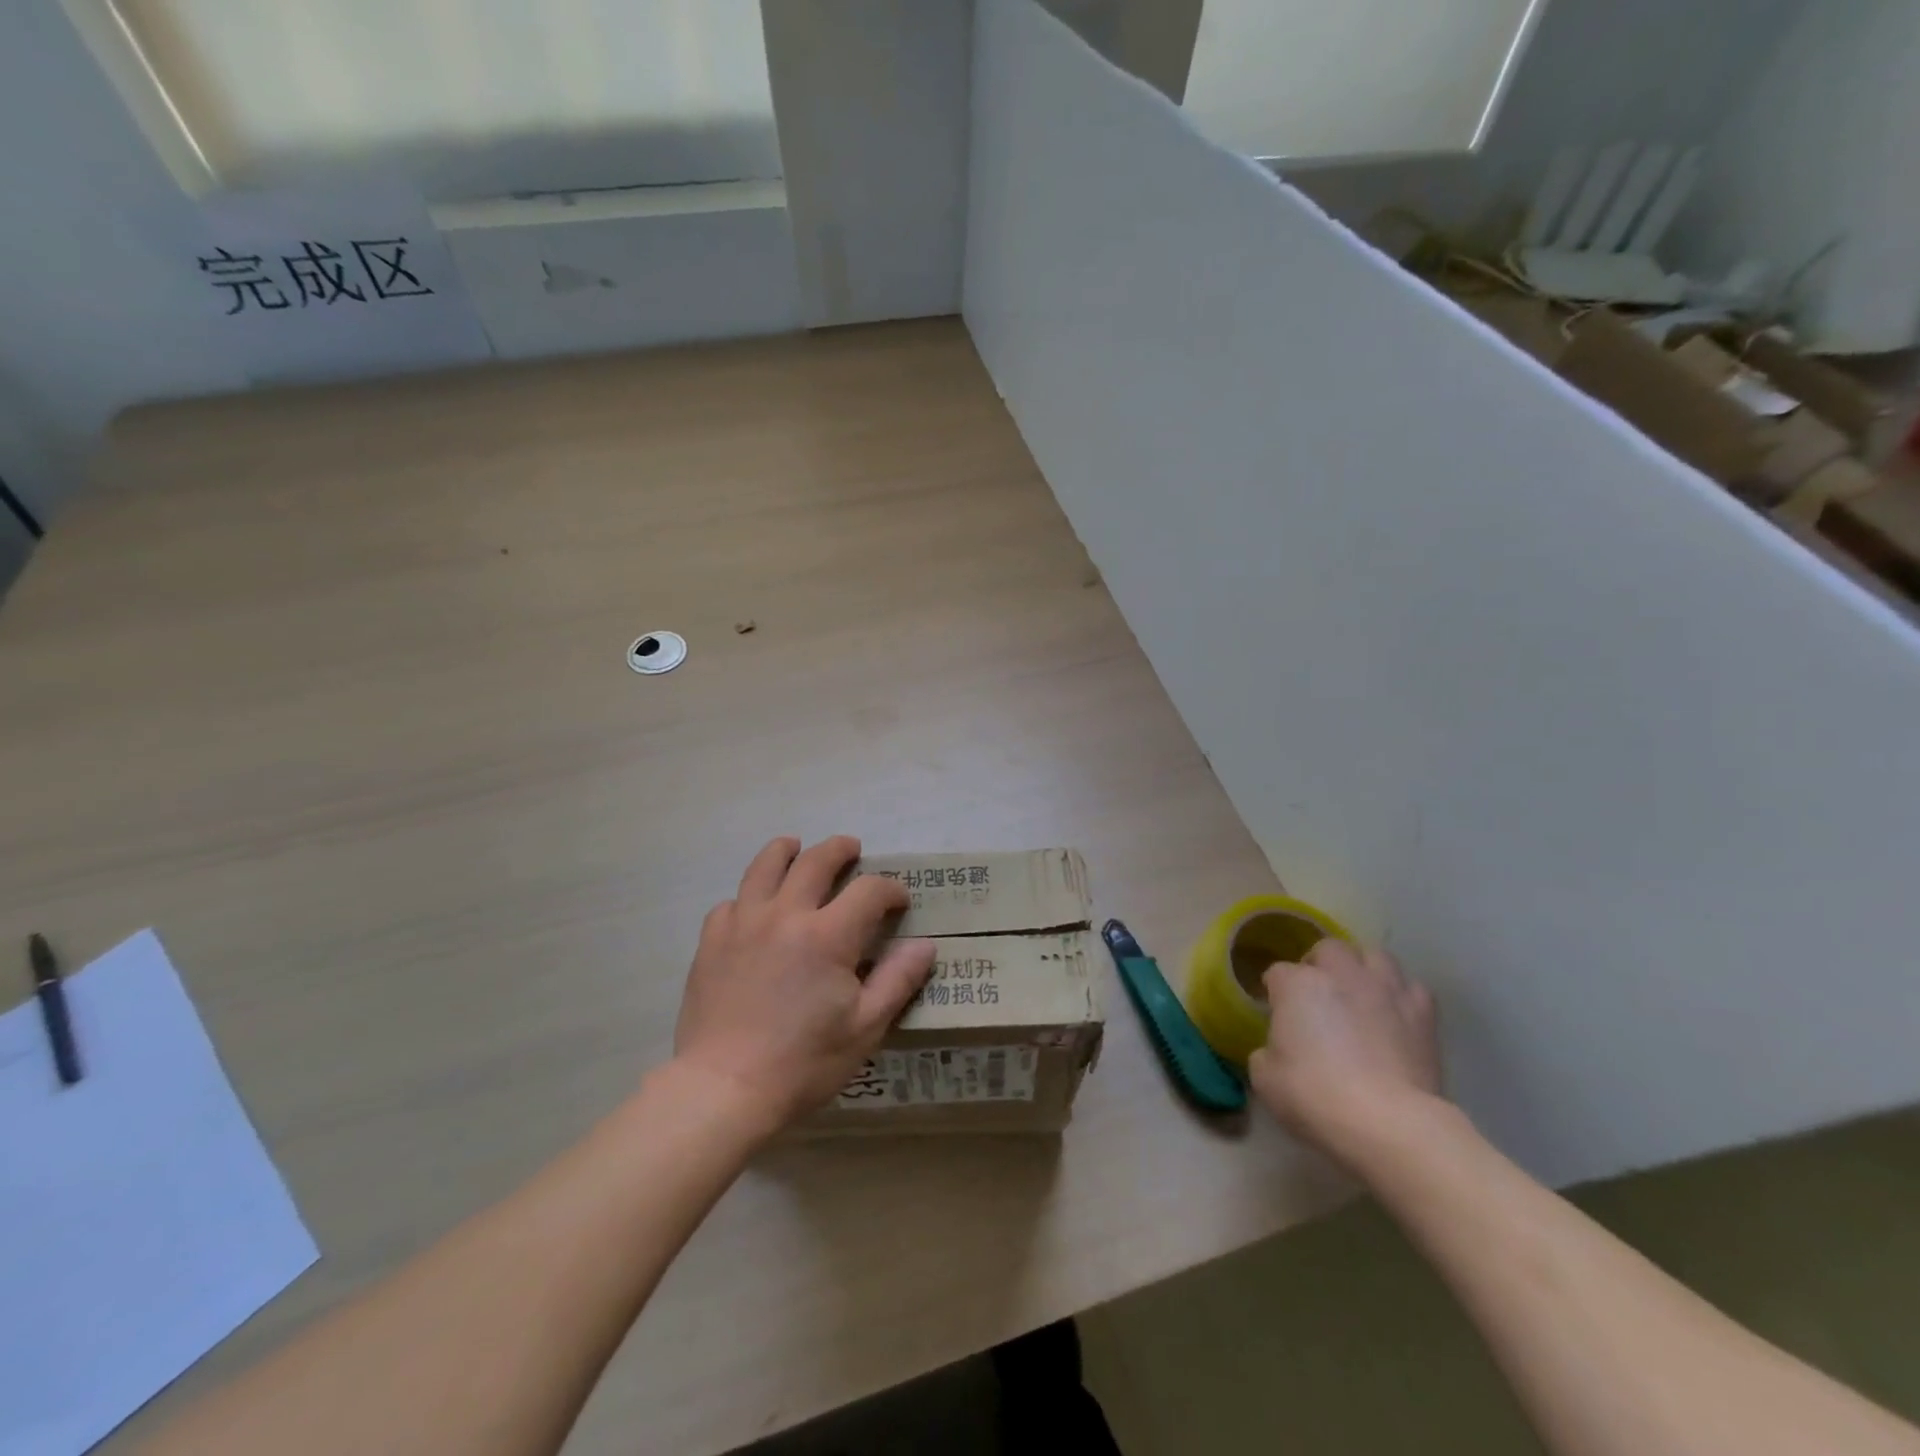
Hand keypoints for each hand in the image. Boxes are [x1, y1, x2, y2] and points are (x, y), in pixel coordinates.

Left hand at [673, 835, 935, 1132]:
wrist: (723, 1089)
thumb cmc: (803, 1062)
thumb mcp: (865, 1028)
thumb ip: (898, 980)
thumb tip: (926, 944)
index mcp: (828, 935)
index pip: (869, 890)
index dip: (890, 889)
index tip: (899, 900)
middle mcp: (785, 914)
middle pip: (816, 860)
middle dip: (839, 850)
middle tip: (851, 849)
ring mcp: (743, 923)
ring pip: (765, 866)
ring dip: (786, 850)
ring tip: (795, 847)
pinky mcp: (712, 940)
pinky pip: (731, 902)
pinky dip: (748, 897)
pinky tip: (754, 909)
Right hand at [1247, 939, 1443, 1166]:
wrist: (1389, 1124)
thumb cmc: (1316, 1096)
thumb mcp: (1266, 1078)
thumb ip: (1266, 1052)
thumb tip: (1277, 1050)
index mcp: (1297, 984)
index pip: (1277, 973)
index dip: (1274, 992)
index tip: (1275, 1012)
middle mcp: (1341, 974)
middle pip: (1327, 949)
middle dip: (1319, 965)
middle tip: (1316, 994)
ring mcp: (1385, 990)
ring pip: (1374, 956)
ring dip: (1362, 969)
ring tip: (1358, 993)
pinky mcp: (1422, 1014)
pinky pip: (1411, 988)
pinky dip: (1401, 996)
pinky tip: (1394, 1014)